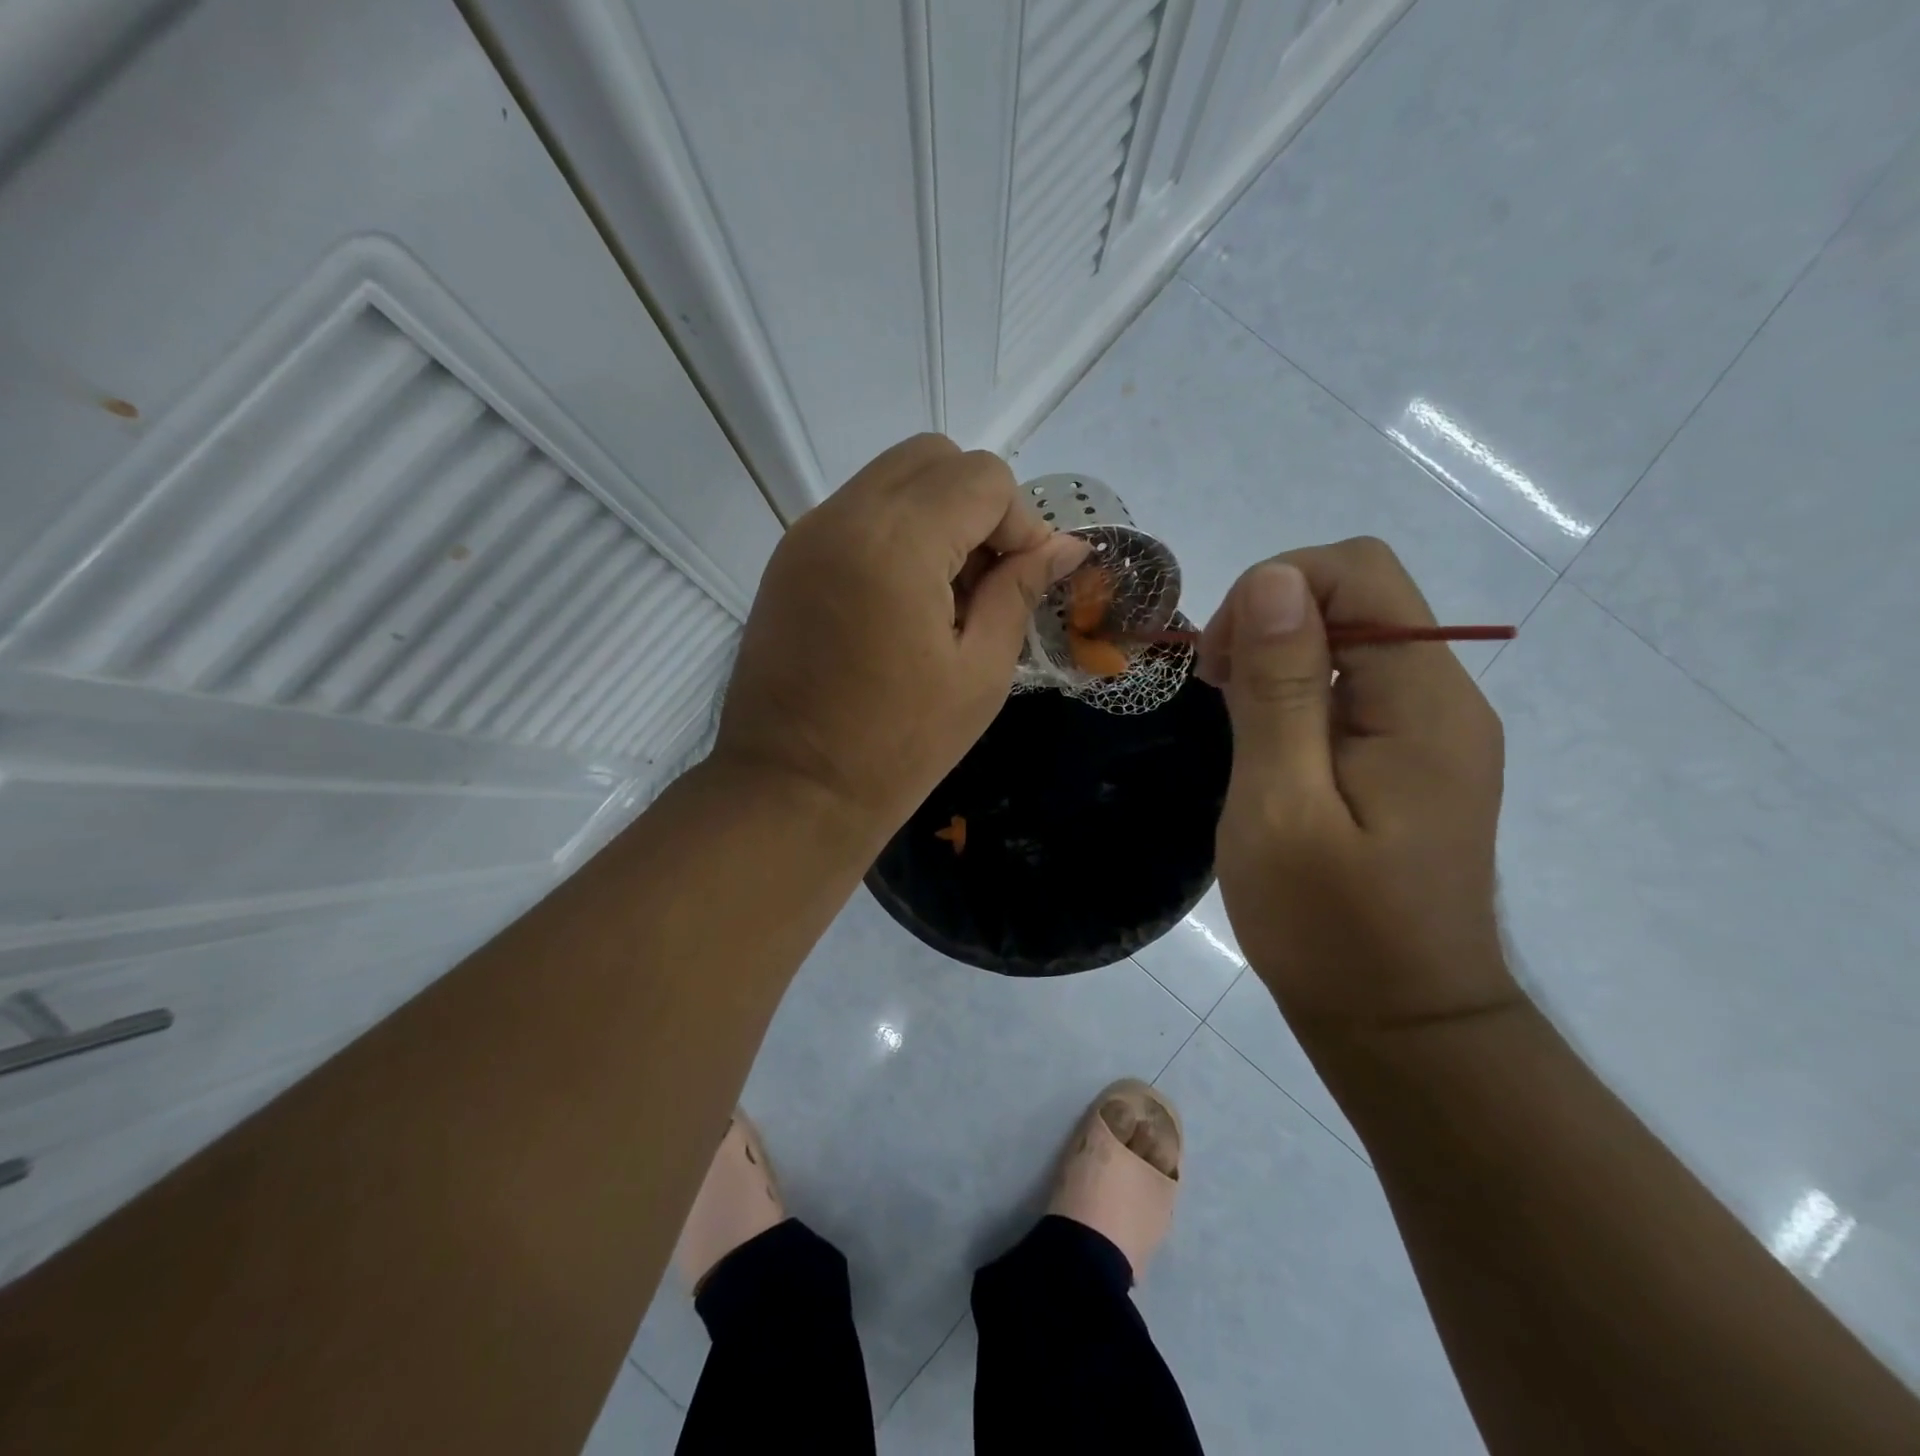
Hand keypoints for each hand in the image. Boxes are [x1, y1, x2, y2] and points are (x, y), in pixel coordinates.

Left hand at [715, 434, 1088, 838]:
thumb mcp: (980, 673)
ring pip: (892, 479)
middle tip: (989, 580)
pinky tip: (904, 601)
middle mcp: (843, 516)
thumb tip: (1066, 546)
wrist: (791, 791)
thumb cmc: (897, 747)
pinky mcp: (787, 560)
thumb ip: (1020, 592)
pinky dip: (895, 532)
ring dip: (937, 516)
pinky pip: (857, 512)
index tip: (1025, 581)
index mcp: (897, 542)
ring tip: (947, 596)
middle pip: (933, 458)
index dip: (1020, 522)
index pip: (982, 478)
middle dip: (978, 505)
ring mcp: (806, 534)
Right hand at [1201, 538, 1518, 1030]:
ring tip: (1236, 725)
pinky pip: (1356, 688)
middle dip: (1271, 620)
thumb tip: (1273, 580)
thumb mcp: (1281, 805)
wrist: (1401, 1026)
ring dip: (1280, 659)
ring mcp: (1434, 732)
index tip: (1221, 667)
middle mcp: (1445, 700)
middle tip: (1218, 693)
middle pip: (1357, 597)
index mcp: (1422, 704)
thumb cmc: (1329, 927)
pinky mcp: (1415, 760)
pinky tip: (1269, 749)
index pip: (1358, 571)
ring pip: (1352, 640)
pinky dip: (1299, 694)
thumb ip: (1280, 690)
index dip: (1273, 590)